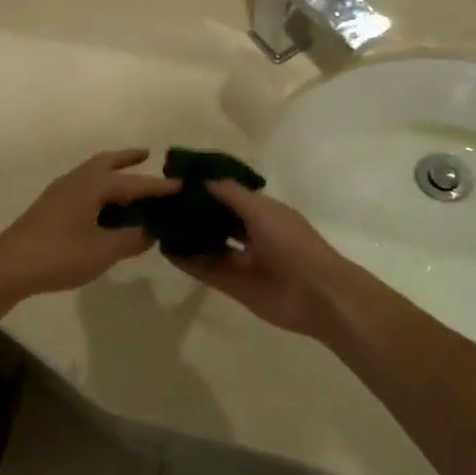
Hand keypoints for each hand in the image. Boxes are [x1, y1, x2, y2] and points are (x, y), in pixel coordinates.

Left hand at [0, 150, 178, 308]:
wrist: (7, 267)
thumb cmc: (59, 255)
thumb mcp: (103, 251)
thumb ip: (132, 239)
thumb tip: (152, 232)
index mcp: (91, 186)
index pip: (134, 183)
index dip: (159, 186)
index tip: (183, 184)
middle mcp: (76, 181)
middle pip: (107, 163)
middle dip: (128, 159)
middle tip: (149, 156)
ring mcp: (60, 193)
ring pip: (93, 175)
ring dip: (114, 174)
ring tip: (133, 183)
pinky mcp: (51, 208)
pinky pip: (84, 188)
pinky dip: (101, 190)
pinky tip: (107, 208)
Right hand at [169, 182, 361, 340]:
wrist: (317, 295)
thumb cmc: (292, 243)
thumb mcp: (262, 210)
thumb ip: (231, 194)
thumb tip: (201, 179)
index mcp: (263, 212)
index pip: (229, 195)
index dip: (205, 187)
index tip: (176, 179)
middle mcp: (251, 234)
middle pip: (217, 220)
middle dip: (194, 211)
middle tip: (161, 202)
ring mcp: (242, 261)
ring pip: (210, 245)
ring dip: (188, 236)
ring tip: (158, 224)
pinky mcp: (233, 285)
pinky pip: (206, 270)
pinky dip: (187, 261)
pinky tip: (166, 249)